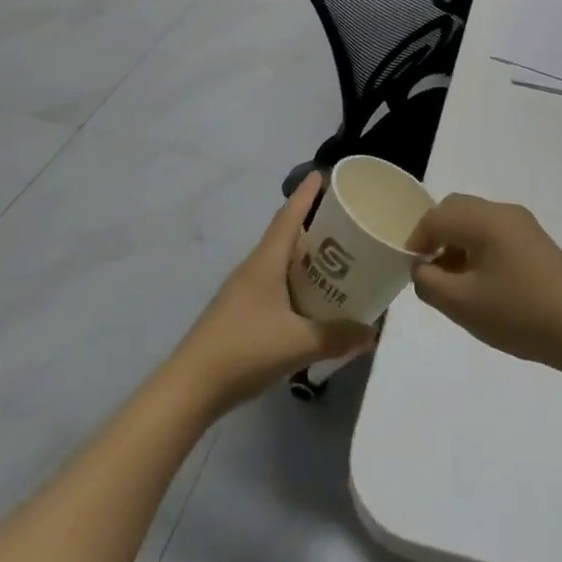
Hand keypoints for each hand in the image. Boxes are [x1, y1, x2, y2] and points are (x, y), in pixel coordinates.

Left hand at [171, 173, 374, 412]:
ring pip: (278, 263)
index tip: (323, 173)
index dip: (306, 194)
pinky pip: (273, 285)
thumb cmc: (244, 350)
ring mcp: (242, 292)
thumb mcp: (298, 344)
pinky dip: (294, 283)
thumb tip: (371, 331)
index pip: (288, 217)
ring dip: (304, 258)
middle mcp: (253, 269)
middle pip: (285, 237)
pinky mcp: (239, 313)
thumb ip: (337, 336)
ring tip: (335, 261)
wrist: (190, 388)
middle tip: (346, 224)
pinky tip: (310, 301)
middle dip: (313, 227)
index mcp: (265, 263)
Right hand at [409, 195, 561, 369]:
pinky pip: (494, 232)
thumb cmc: (519, 315)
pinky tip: (483, 284)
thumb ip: (428, 281)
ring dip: (457, 243)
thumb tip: (422, 267)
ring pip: (475, 220)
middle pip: (455, 209)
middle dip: (436, 236)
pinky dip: (478, 248)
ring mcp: (523, 224)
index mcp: (484, 220)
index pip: (435, 216)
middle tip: (430, 272)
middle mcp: (503, 211)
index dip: (415, 241)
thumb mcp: (462, 305)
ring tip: (456, 283)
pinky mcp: (536, 241)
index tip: (412, 271)